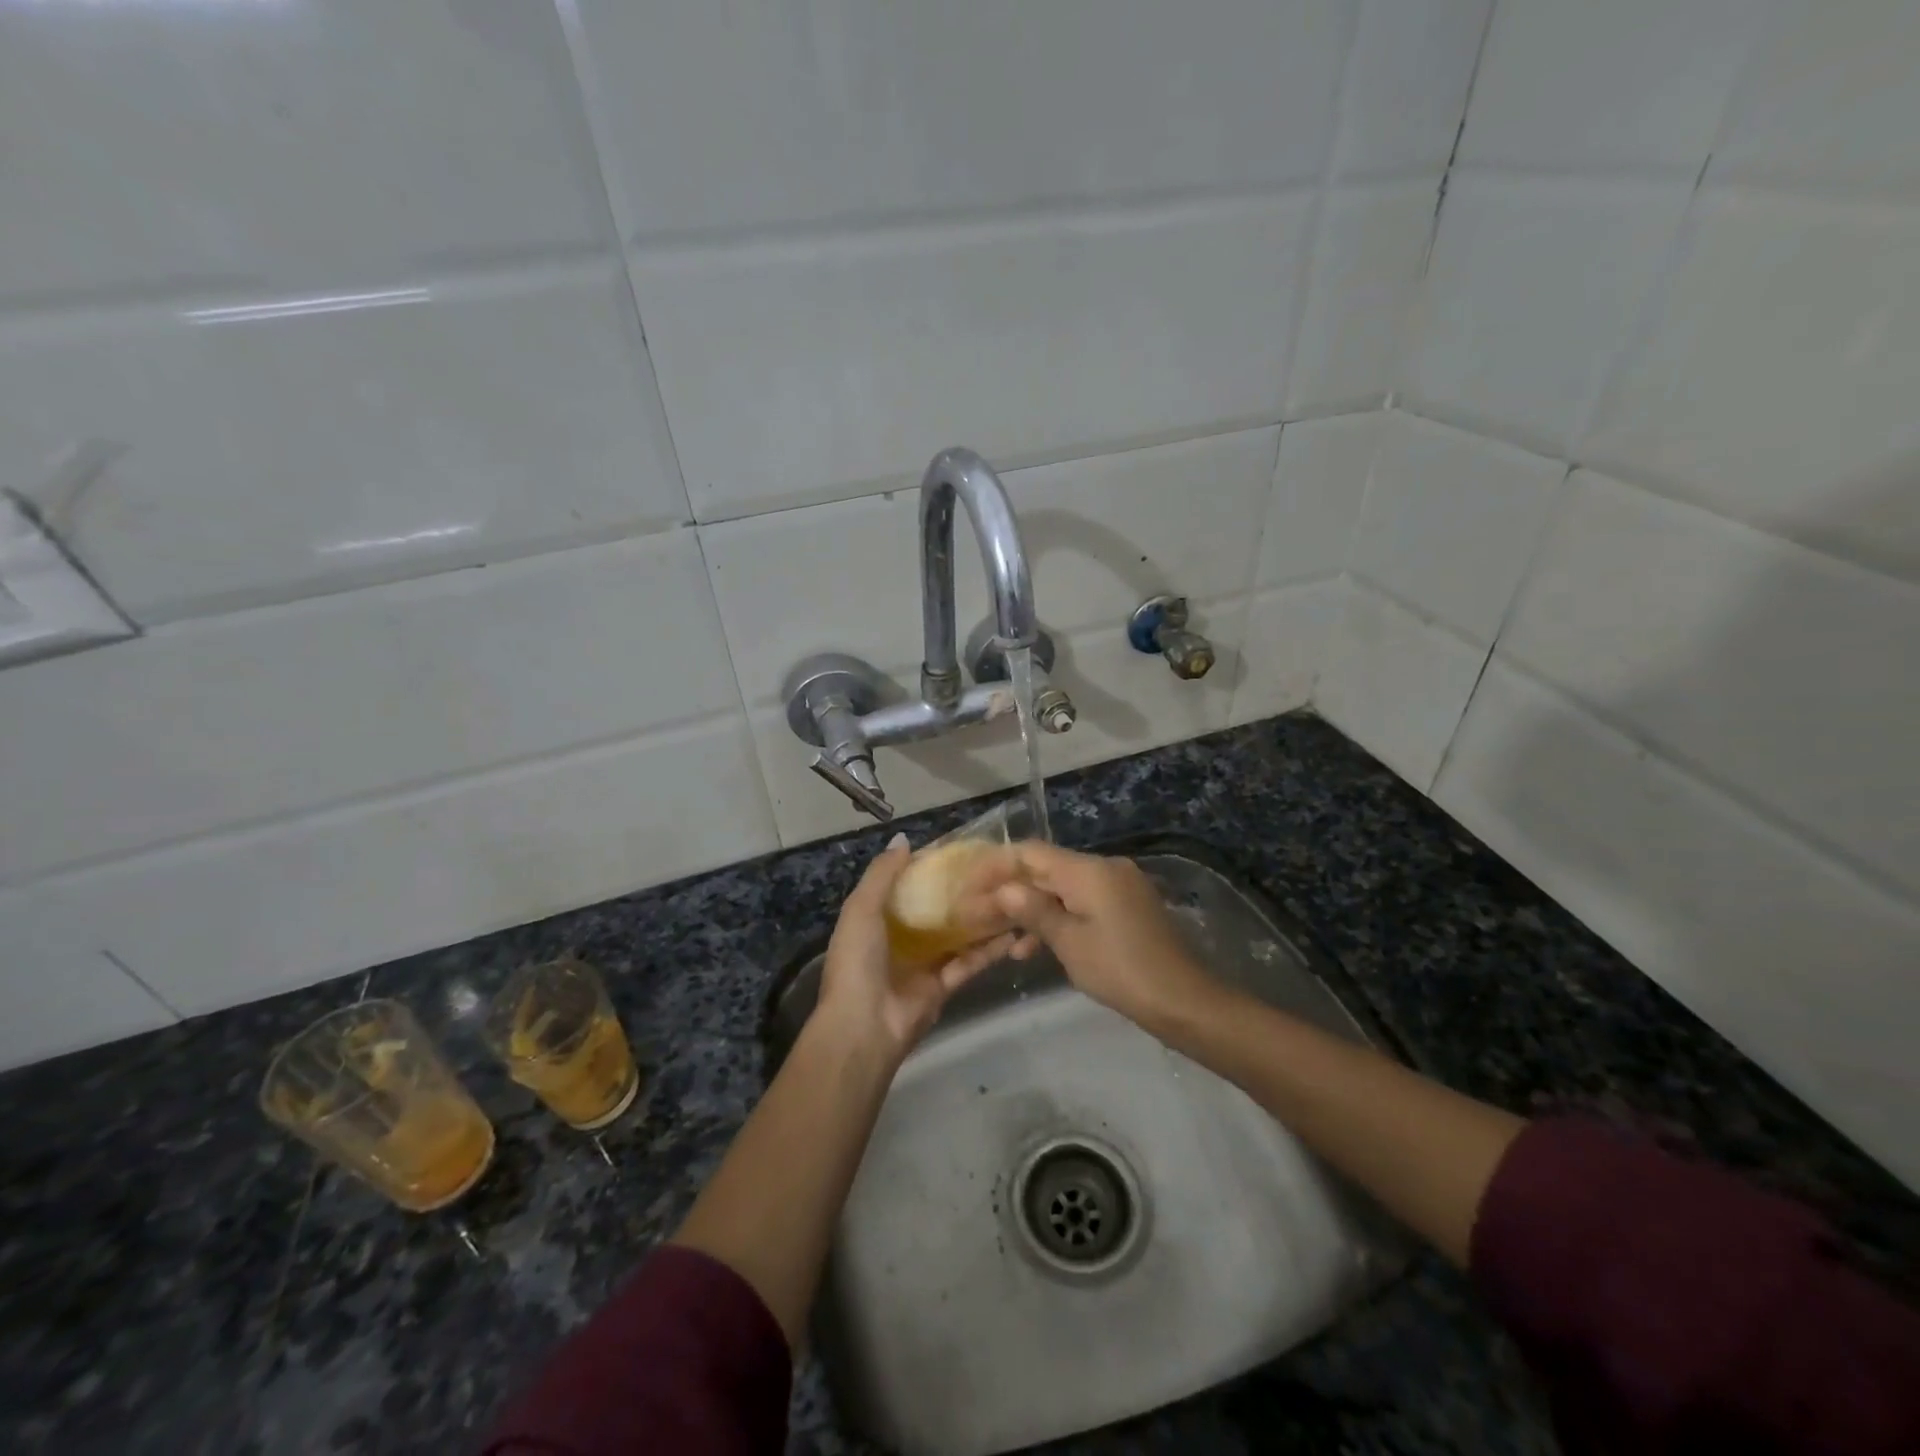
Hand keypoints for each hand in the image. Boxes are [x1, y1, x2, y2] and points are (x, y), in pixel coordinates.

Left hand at [815, 834, 1010, 1063]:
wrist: (864, 1027)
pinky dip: (989, 949)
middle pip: (936, 908)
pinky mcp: (944, 986)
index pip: (907, 884)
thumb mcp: (861, 910)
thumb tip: (904, 839)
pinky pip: (969, 963)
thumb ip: (882, 875)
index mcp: (876, 918)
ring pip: (957, 934)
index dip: (930, 866)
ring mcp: (924, 963)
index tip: (961, 848)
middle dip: (961, 891)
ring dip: (981, 917)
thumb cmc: (858, 961)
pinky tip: (1015, 931)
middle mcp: (901, 937)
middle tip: (995, 869)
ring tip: (1012, 894)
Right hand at [960, 843, 1219, 1033]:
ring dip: (1031, 908)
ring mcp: (1117, 886)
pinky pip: (1081, 903)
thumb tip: (1004, 889)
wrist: (1183, 1000)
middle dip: (1010, 890)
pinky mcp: (1125, 907)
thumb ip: (1034, 911)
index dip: (996, 866)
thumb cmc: (1121, 970)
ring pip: (1061, 888)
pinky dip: (1057, 918)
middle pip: (1045, 869)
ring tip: (997, 935)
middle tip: (976, 913)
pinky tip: (1031, 947)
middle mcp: (1104, 868)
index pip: (1031, 853)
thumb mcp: (1070, 943)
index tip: (968, 885)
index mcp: (1089, 870)